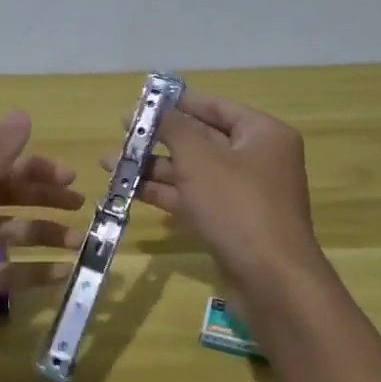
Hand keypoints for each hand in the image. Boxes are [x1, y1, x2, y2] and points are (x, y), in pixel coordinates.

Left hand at [0, 112, 82, 381]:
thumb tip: (21, 113)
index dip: (36, 169)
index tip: (73, 179)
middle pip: (6, 197)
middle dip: (44, 199)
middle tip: (82, 208)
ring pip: (9, 234)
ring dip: (43, 235)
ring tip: (80, 245)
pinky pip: (6, 272)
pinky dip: (33, 271)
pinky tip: (62, 276)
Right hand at [108, 91, 327, 294]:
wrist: (270, 279)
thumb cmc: (237, 205)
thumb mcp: (199, 158)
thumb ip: (174, 127)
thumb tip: (157, 107)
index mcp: (262, 134)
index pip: (217, 107)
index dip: (179, 102)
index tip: (144, 102)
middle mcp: (257, 159)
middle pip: (202, 139)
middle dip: (159, 138)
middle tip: (122, 132)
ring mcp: (244, 194)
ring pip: (193, 172)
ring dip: (153, 167)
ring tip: (110, 164)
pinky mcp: (231, 223)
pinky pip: (194, 198)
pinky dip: (165, 193)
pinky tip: (128, 189)